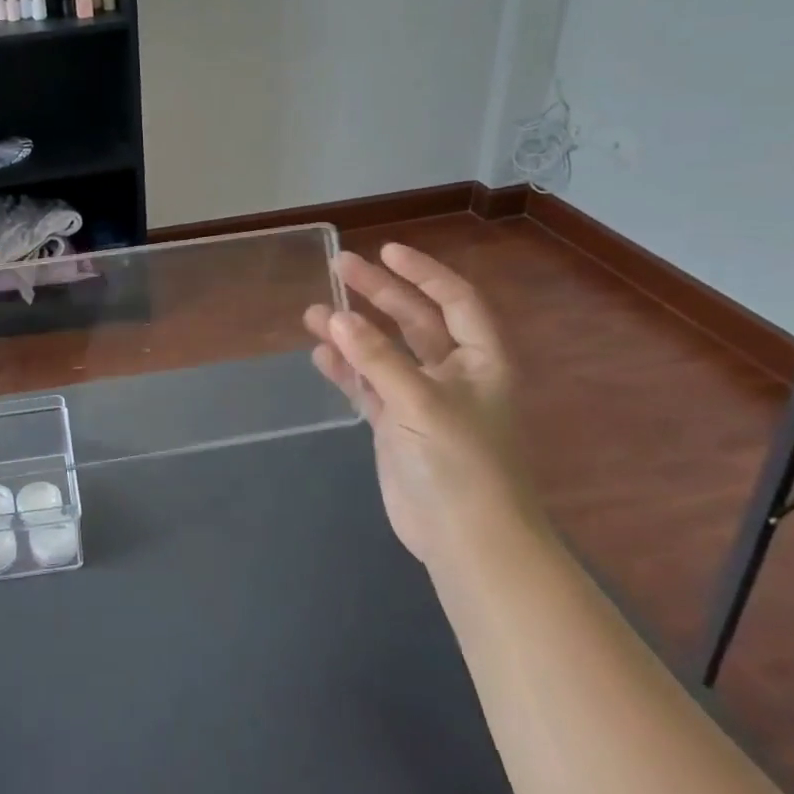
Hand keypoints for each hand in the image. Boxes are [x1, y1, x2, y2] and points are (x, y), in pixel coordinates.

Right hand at [304, 244, 539, 564]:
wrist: (467, 541)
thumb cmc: (461, 462)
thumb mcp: (422, 402)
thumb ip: (377, 358)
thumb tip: (336, 317)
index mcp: (480, 360)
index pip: (455, 300)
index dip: (423, 273)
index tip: (385, 252)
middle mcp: (453, 373)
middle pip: (414, 320)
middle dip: (378, 293)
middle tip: (339, 267)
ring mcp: (422, 400)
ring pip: (384, 352)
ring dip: (352, 332)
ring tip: (312, 313)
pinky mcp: (397, 426)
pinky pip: (368, 386)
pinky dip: (346, 371)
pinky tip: (320, 356)